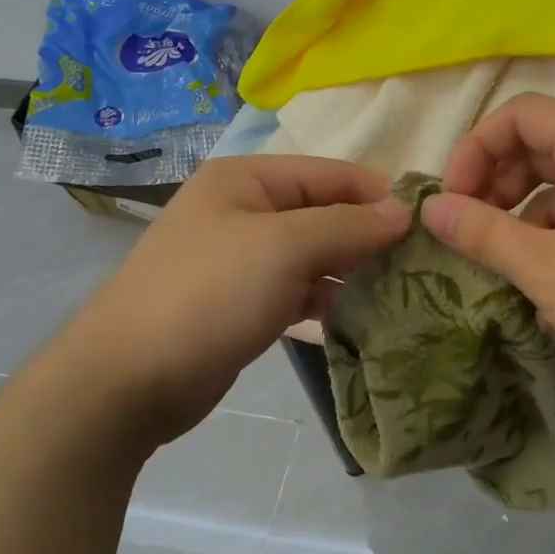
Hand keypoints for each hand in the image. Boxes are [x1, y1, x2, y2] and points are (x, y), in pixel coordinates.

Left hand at [59, 155, 409, 449]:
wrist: (127, 380)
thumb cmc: (208, 295)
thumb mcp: (283, 248)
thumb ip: (348, 225)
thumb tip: (402, 211)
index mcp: (246, 179)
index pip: (329, 173)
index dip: (377, 193)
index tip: (427, 222)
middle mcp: (244, 211)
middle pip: (324, 213)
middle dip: (369, 235)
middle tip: (422, 262)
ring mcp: (243, 260)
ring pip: (314, 254)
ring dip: (353, 269)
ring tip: (403, 290)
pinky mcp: (244, 303)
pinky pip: (300, 290)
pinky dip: (329, 298)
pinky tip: (362, 316)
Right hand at [422, 95, 554, 403]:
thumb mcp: (546, 269)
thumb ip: (482, 232)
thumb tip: (430, 207)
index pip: (520, 114)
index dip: (475, 151)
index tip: (453, 202)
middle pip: (544, 142)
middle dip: (499, 183)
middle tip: (475, 232)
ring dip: (528, 212)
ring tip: (510, 262)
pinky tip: (553, 281)